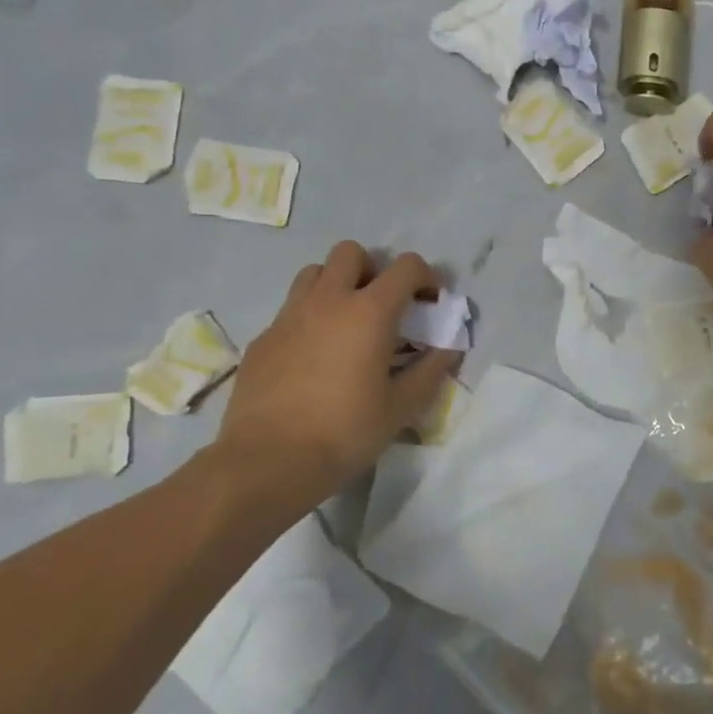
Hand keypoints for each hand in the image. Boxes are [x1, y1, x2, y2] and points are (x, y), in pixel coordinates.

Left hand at [208, 242, 460, 519]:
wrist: (268, 461)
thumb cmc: (346, 432)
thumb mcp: (402, 407)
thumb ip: (430, 370)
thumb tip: (449, 348)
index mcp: (370, 312)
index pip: (406, 266)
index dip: (426, 277)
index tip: (431, 303)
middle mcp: (328, 301)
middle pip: (351, 252)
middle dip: (373, 269)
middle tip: (383, 306)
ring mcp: (289, 316)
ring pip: (314, 273)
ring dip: (336, 285)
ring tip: (346, 323)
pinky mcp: (263, 338)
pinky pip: (291, 309)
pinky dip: (310, 318)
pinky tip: (314, 357)